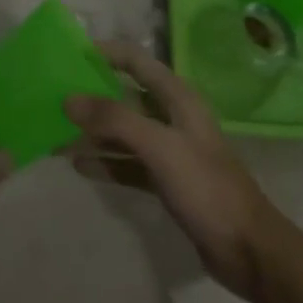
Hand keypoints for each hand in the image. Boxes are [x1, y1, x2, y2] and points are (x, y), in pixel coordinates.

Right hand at [65, 41, 298, 300]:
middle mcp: (172, 117)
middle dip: (92, 94)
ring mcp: (170, 150)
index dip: (105, 53)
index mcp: (177, 97)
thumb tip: (68, 98)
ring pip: (124, 131)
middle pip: (126, 95)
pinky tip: (79, 165)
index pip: (136, 60)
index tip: (69, 53)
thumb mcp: (159, 146)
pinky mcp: (167, 181)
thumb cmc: (206, 187)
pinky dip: (106, 162)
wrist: (248, 250)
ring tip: (57, 133)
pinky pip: (129, 163)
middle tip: (54, 96)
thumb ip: (114, 119)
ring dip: (94, 131)